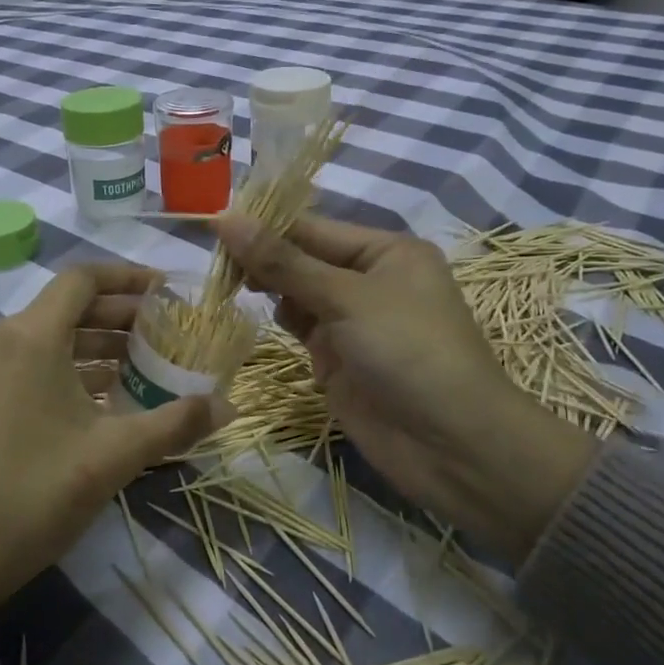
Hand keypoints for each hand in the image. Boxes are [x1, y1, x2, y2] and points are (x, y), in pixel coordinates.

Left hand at [0, 265, 230, 657]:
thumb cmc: (37, 492)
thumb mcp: (114, 455)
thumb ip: (175, 423)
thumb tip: (228, 406)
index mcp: (30, 336)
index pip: (82, 279)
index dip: (127, 278)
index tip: (167, 290)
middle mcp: (1, 338)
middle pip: (68, 306)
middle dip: (120, 315)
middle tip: (167, 330)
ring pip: (49, 336)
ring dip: (97, 344)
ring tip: (145, 362)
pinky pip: (30, 361)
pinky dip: (69, 367)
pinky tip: (105, 395)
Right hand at [216, 214, 596, 563]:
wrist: (452, 447)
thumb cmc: (408, 352)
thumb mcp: (346, 298)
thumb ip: (283, 261)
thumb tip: (225, 217)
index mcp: (384, 251)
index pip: (311, 228)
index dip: (263, 226)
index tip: (211, 224)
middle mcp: (369, 280)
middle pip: (301, 258)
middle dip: (262, 259)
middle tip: (215, 265)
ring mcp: (352, 321)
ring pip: (296, 293)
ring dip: (267, 290)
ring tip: (229, 290)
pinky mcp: (338, 358)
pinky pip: (300, 328)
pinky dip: (279, 322)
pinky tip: (255, 319)